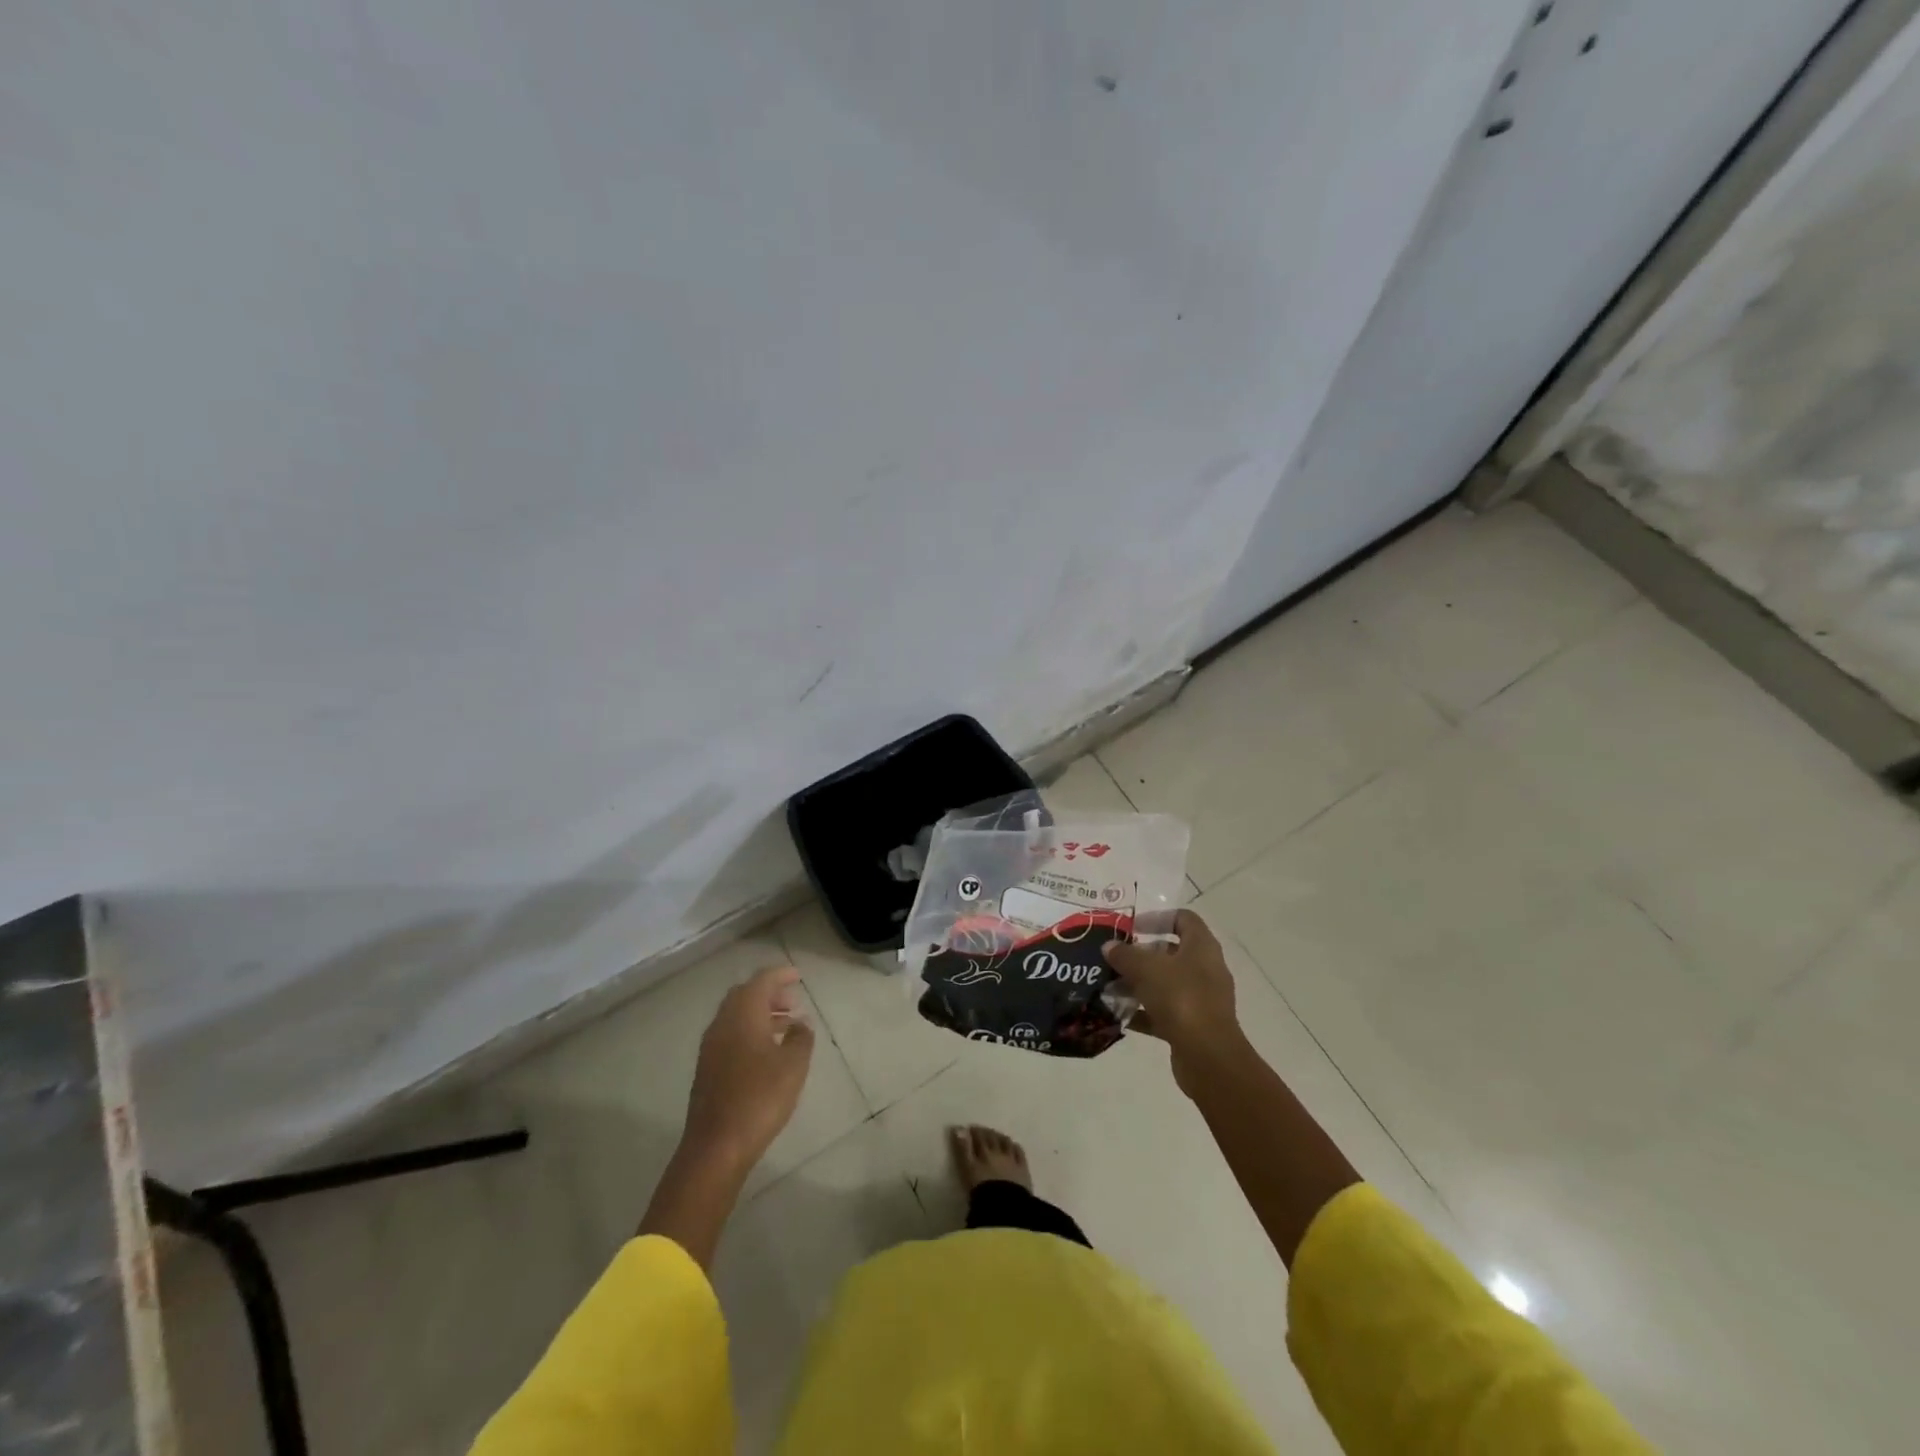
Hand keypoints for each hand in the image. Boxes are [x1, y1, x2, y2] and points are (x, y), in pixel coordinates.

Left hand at [682, 965, 814, 1172]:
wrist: (716, 1146)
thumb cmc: (760, 1098)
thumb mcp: (793, 1065)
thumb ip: (801, 1038)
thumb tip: (800, 1024)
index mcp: (742, 1015)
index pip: (761, 981)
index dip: (780, 975)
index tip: (798, 975)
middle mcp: (722, 1024)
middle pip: (744, 996)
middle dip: (769, 994)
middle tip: (793, 1001)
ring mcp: (711, 1048)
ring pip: (736, 1017)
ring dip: (760, 1014)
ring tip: (788, 1026)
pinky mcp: (707, 1069)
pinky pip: (731, 1036)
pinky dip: (750, 1032)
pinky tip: (768, 1052)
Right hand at [1104, 910, 1245, 1095]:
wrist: (1208, 1057)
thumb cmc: (1181, 998)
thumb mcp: (1147, 969)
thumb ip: (1125, 955)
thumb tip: (1109, 946)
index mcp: (1202, 947)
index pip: (1183, 919)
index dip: (1158, 918)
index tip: (1132, 927)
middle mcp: (1205, 970)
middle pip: (1171, 953)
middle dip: (1141, 955)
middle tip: (1114, 958)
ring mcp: (1201, 999)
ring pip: (1165, 984)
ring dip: (1138, 984)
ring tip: (1109, 987)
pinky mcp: (1193, 1026)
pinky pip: (1164, 1012)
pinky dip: (1143, 1012)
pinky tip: (1119, 1014)